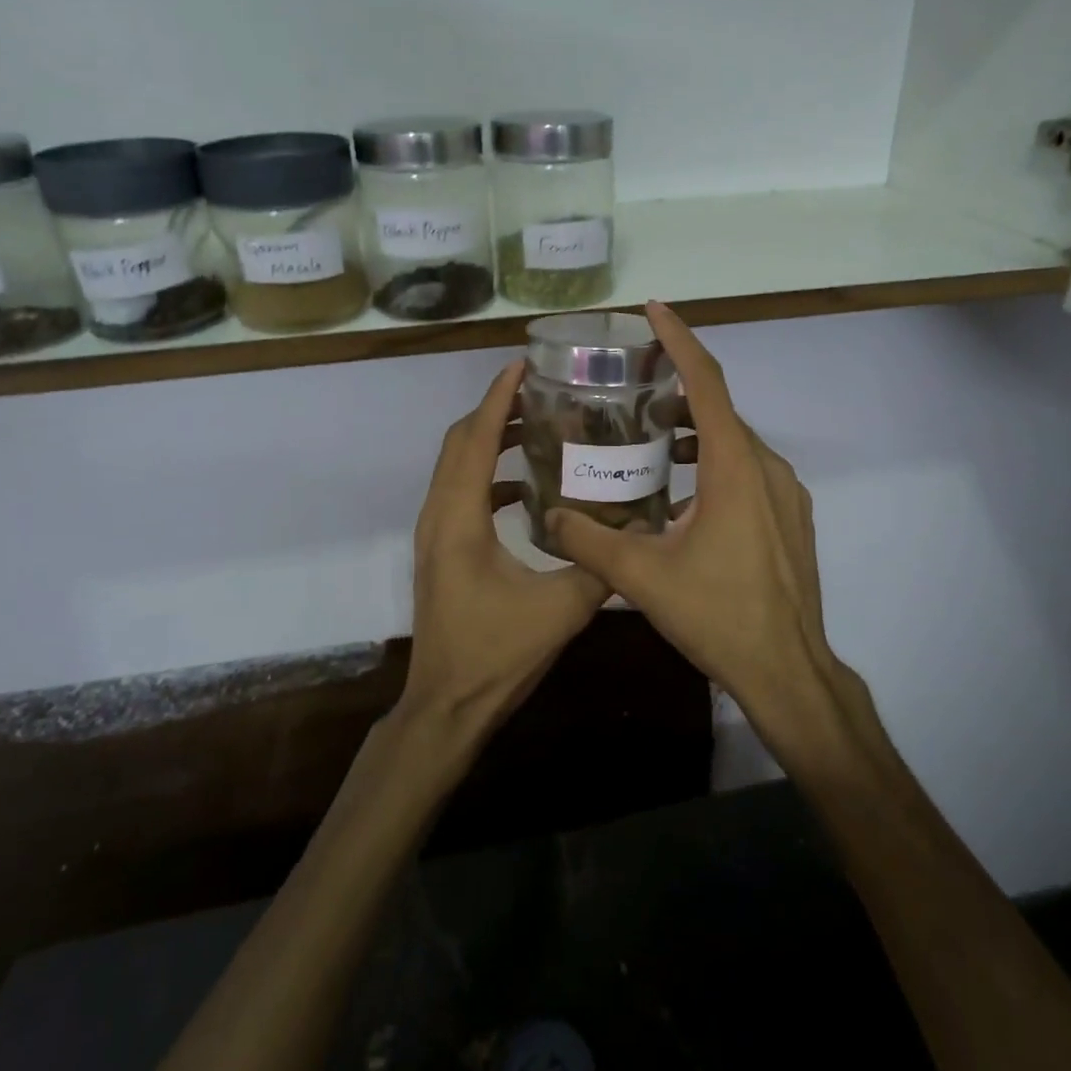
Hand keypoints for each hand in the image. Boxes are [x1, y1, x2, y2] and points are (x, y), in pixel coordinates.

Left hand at [399, 360, 614, 736]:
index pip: (477, 439)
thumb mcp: (560, 610)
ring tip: (537, 425)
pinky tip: (526, 484)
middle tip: (541, 391)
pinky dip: (488, 472)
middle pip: (459, 441)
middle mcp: (439, 515)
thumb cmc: (496, 655)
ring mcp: (434, 532)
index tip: (523, 365)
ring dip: (490, 438)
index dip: (498, 398)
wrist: (446, 705)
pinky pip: (460, 490)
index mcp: (460, 519)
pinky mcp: (440, 548)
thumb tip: (636, 529)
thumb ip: (598, 565)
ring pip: (455, 464)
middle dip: (496, 409)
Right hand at [546, 303, 846, 750]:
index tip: (653, 310)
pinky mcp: (790, 517)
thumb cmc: (718, 615)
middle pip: (719, 408)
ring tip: (648, 435)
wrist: (788, 671)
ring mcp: (785, 493)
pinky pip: (747, 469)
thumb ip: (589, 541)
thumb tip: (549, 517)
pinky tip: (680, 490)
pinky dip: (713, 460)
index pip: (706, 383)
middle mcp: (765, 467)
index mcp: (733, 467)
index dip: (679, 340)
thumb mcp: (642, 577)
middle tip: (631, 383)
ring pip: (734, 442)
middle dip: (677, 387)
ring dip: (694, 429)